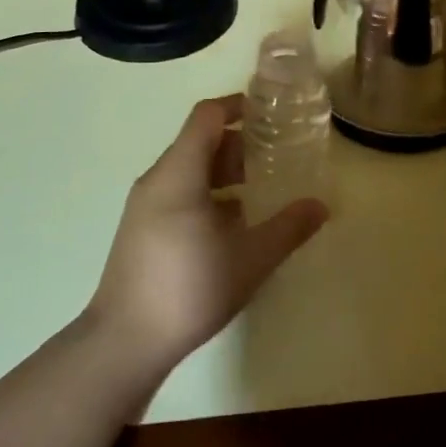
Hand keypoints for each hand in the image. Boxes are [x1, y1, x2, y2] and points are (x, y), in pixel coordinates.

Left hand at [87, 95, 328, 371]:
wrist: (124, 342)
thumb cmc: (189, 288)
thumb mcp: (250, 258)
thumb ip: (288, 227)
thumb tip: (321, 205)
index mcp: (179, 172)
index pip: (208, 116)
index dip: (238, 105)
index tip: (270, 113)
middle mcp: (158, 179)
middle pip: (200, 141)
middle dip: (239, 144)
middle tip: (276, 156)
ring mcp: (145, 205)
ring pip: (189, 169)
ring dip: (224, 172)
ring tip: (260, 189)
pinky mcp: (141, 229)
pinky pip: (178, 192)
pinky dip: (207, 193)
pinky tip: (233, 224)